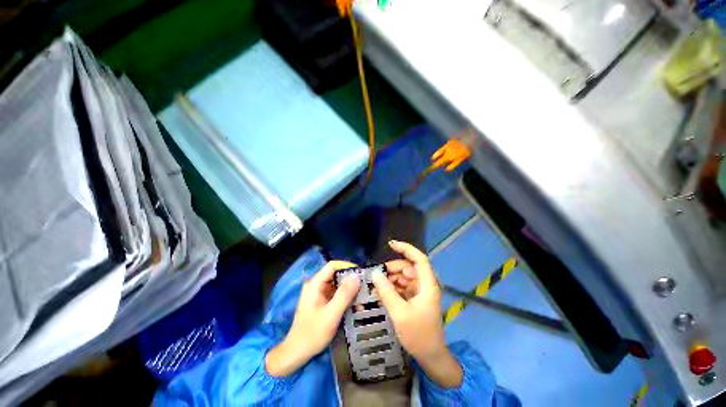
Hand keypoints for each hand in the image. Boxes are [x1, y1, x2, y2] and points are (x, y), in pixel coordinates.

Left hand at [266, 261, 359, 376]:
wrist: (297, 353)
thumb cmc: (312, 333)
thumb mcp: (331, 315)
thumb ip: (344, 295)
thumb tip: (357, 277)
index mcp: (315, 284)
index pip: (333, 266)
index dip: (347, 266)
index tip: (361, 273)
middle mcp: (316, 285)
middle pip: (336, 274)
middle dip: (350, 279)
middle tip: (365, 286)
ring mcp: (318, 293)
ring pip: (337, 284)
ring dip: (349, 289)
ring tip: (363, 296)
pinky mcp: (321, 301)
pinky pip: (335, 293)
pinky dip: (345, 297)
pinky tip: (355, 305)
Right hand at [372, 240, 462, 387]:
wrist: (430, 356)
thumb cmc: (418, 335)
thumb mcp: (399, 312)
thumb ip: (386, 291)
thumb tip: (375, 273)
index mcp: (427, 284)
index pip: (419, 259)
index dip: (406, 248)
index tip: (391, 244)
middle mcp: (425, 284)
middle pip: (408, 268)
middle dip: (392, 269)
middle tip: (376, 276)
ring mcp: (420, 292)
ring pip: (403, 277)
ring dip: (390, 280)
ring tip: (376, 287)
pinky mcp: (415, 299)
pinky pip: (402, 287)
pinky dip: (392, 288)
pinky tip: (382, 294)